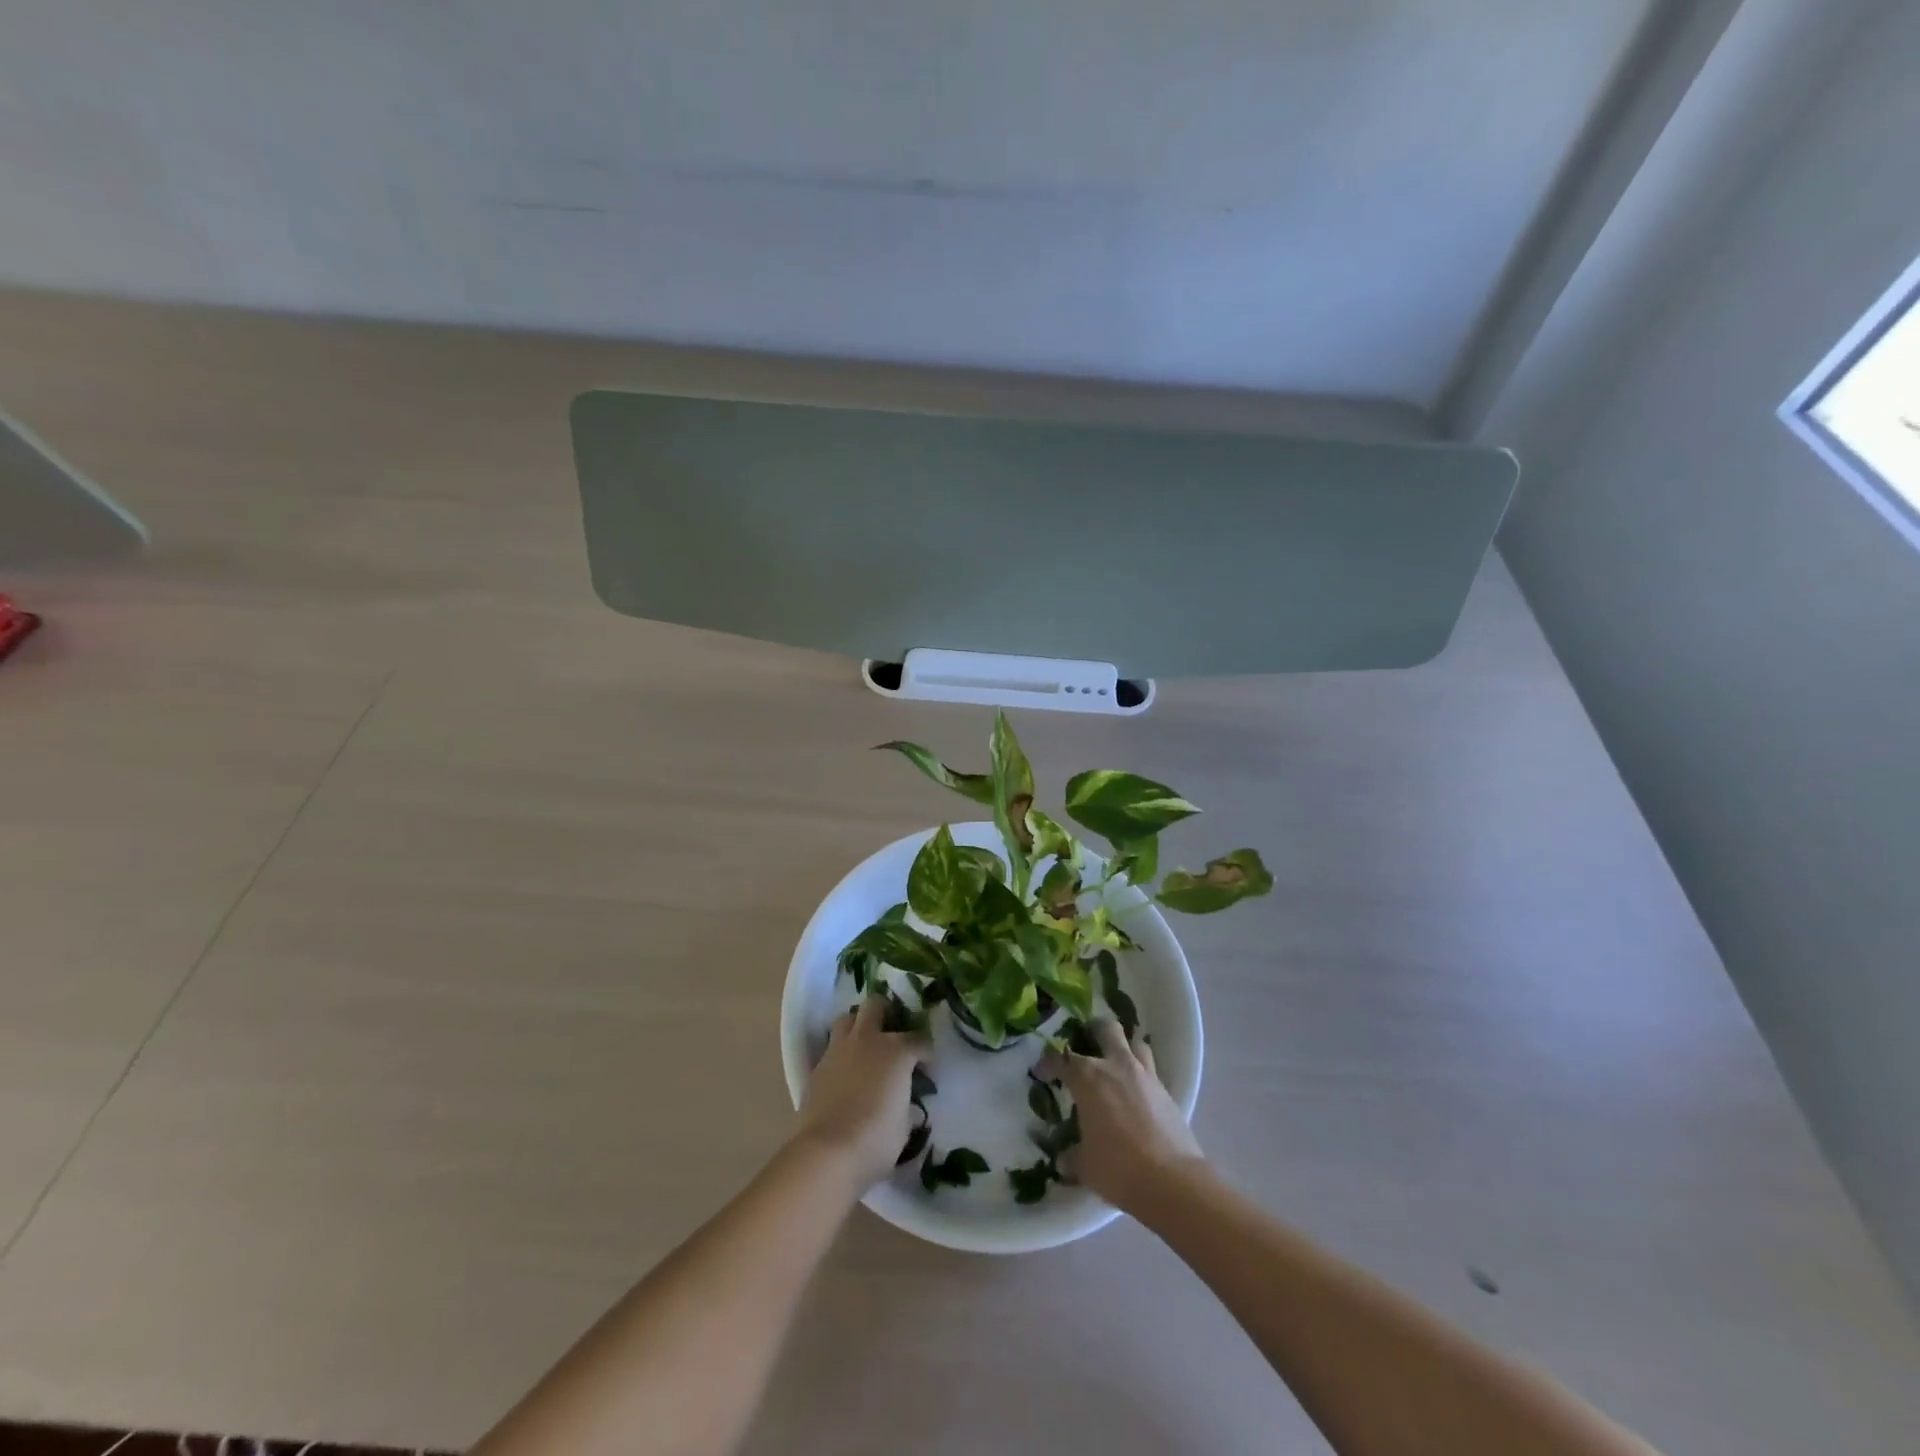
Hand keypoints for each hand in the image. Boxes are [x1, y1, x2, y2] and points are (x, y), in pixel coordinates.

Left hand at [796, 997, 926, 1189]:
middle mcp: (867, 1040)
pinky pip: (832, 1048)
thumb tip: (902, 1098)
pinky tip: (846, 1073)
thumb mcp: (905, 1123)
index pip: (919, 1039)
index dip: (926, 1053)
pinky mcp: (817, 1067)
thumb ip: (905, 1100)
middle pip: (876, 1006)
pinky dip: (841, 1054)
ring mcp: (838, 1050)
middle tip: (893, 1035)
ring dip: (858, 1026)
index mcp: (896, 1050)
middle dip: (887, 1013)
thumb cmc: (876, 1139)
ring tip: (866, 1046)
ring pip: (847, 1019)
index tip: (927, 1068)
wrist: (827, 1152)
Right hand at [1054, 1019, 1204, 1212]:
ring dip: (1124, 1048)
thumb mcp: (1085, 1166)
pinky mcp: (1166, 1092)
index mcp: (1088, 1078)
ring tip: (1116, 1064)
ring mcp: (1145, 1076)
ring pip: (1135, 1044)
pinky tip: (1136, 1095)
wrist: (1171, 1181)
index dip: (1048, 1063)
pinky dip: (1141, 1077)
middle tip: (1085, 1042)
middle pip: (1106, 1029)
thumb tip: (1064, 1159)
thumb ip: (1071, 1156)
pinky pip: (1151, 1072)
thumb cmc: (1118, 1168)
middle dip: (1094, 1030)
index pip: (1061, 1058)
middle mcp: (1116, 1066)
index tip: (1042, 1072)